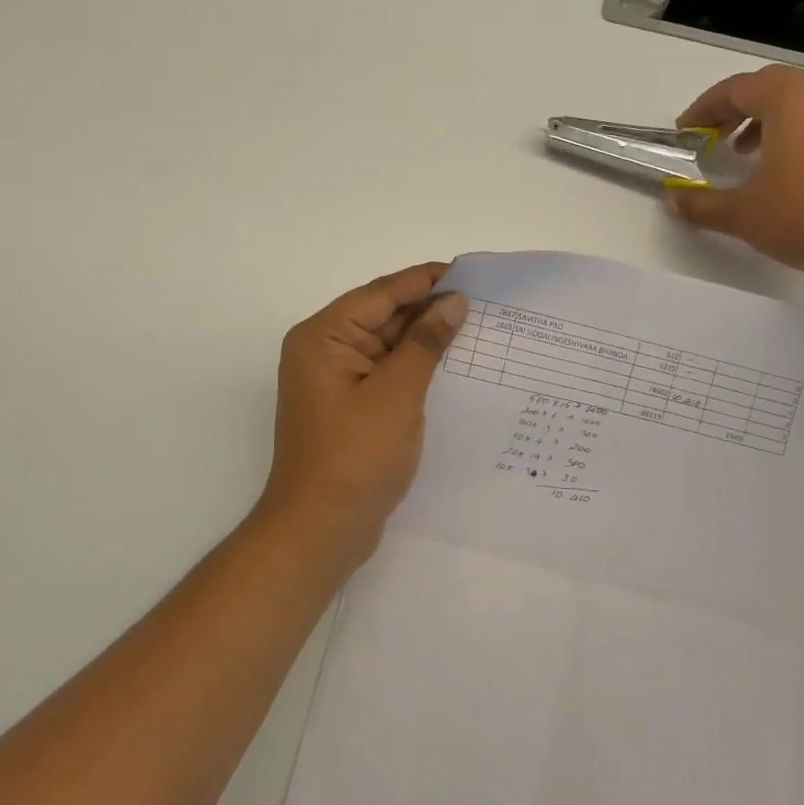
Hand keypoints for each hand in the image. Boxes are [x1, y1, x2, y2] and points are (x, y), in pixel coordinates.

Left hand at [258, 262, 468, 566]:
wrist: (320, 531)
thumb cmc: (355, 457)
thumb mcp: (397, 394)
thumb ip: (426, 343)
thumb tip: (454, 301)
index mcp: (324, 336)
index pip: (381, 293)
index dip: (425, 280)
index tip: (469, 272)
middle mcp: (324, 350)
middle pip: (382, 316)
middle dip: (429, 309)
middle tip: (483, 301)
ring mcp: (335, 380)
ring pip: (387, 345)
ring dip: (425, 338)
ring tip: (476, 327)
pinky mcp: (349, 406)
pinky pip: (387, 372)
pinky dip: (416, 366)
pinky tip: (452, 364)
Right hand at [667, 65, 803, 287]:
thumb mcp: (743, 214)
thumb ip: (701, 204)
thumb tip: (671, 200)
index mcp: (790, 99)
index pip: (735, 88)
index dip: (703, 109)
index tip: (685, 133)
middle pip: (768, 87)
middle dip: (733, 110)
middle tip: (712, 138)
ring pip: (798, 102)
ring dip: (764, 121)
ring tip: (745, 154)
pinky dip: (795, 132)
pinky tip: (786, 170)